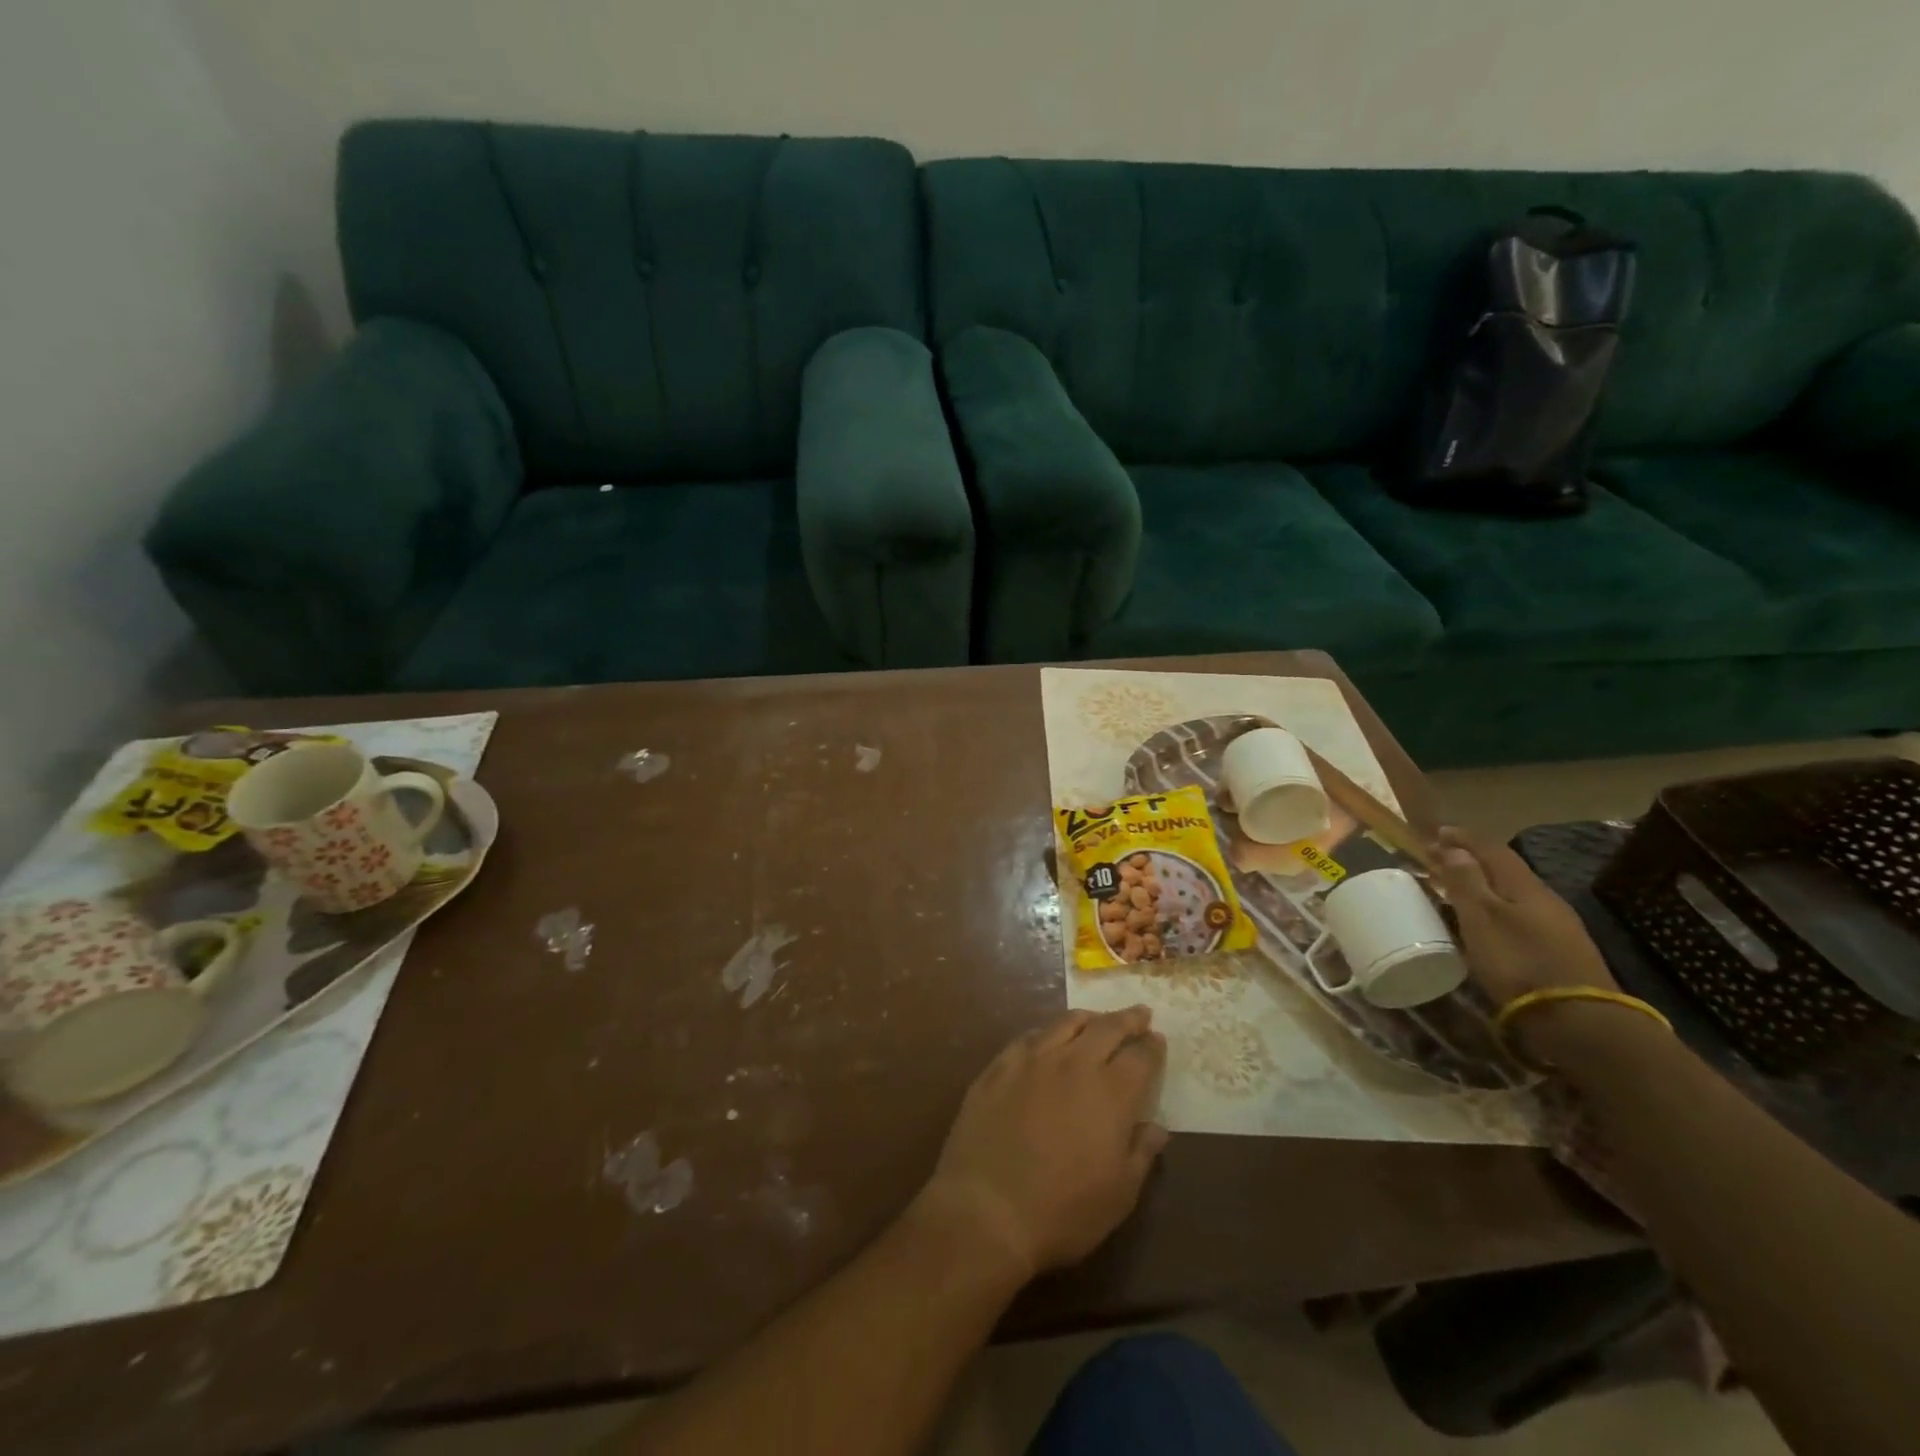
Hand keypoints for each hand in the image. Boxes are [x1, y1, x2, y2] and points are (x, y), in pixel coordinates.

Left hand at [916, 1007, 1167, 1281]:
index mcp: (1111, 1093)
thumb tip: (1157, 1127)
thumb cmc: (1063, 1211)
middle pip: (1106, 1028)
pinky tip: (1047, 1039)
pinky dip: (1047, 1033)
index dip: (1152, 1046)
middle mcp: (1074, 1063)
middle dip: (1127, 1019)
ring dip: (1088, 1018)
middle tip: (1139, 1014)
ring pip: (1066, 1023)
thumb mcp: (1119, 1195)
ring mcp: (1032, 1060)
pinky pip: (1029, 1038)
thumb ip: (1141, 1153)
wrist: (987, 1208)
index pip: (1140, 1057)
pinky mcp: (999, 1066)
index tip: (1158, 1038)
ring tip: (1096, 1019)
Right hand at [1433, 826, 1617, 1006]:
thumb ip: (1467, 882)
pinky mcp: (1561, 951)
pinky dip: (1498, 909)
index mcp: (1525, 886)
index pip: (1492, 849)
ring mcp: (1558, 926)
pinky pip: (1522, 916)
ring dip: (1485, 886)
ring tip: (1459, 891)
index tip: (1436, 832)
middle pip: (1506, 870)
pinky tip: (1489, 924)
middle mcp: (1545, 899)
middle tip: (1442, 860)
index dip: (1463, 838)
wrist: (1580, 1021)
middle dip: (1473, 861)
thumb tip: (1455, 848)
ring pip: (1514, 894)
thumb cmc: (1519, 963)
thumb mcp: (1482, 919)